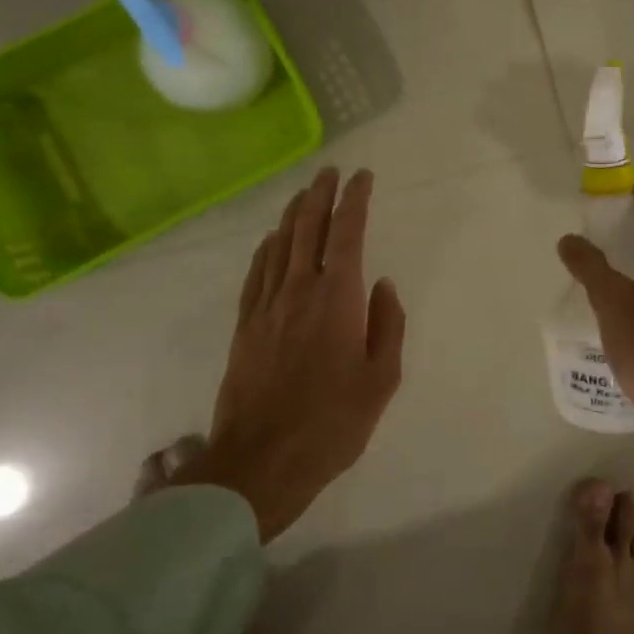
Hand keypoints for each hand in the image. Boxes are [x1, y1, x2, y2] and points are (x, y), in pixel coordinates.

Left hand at [174, 167, 405, 541]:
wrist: (262, 460)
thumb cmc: (332, 423)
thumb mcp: (381, 380)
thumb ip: (388, 326)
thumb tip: (383, 285)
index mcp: (337, 299)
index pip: (347, 233)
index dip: (355, 200)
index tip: (362, 177)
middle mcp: (299, 291)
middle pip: (307, 228)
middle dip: (320, 195)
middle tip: (329, 172)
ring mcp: (266, 306)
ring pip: (279, 245)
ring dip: (293, 215)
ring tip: (304, 195)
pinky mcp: (245, 325)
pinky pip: (256, 273)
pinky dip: (267, 249)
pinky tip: (271, 240)